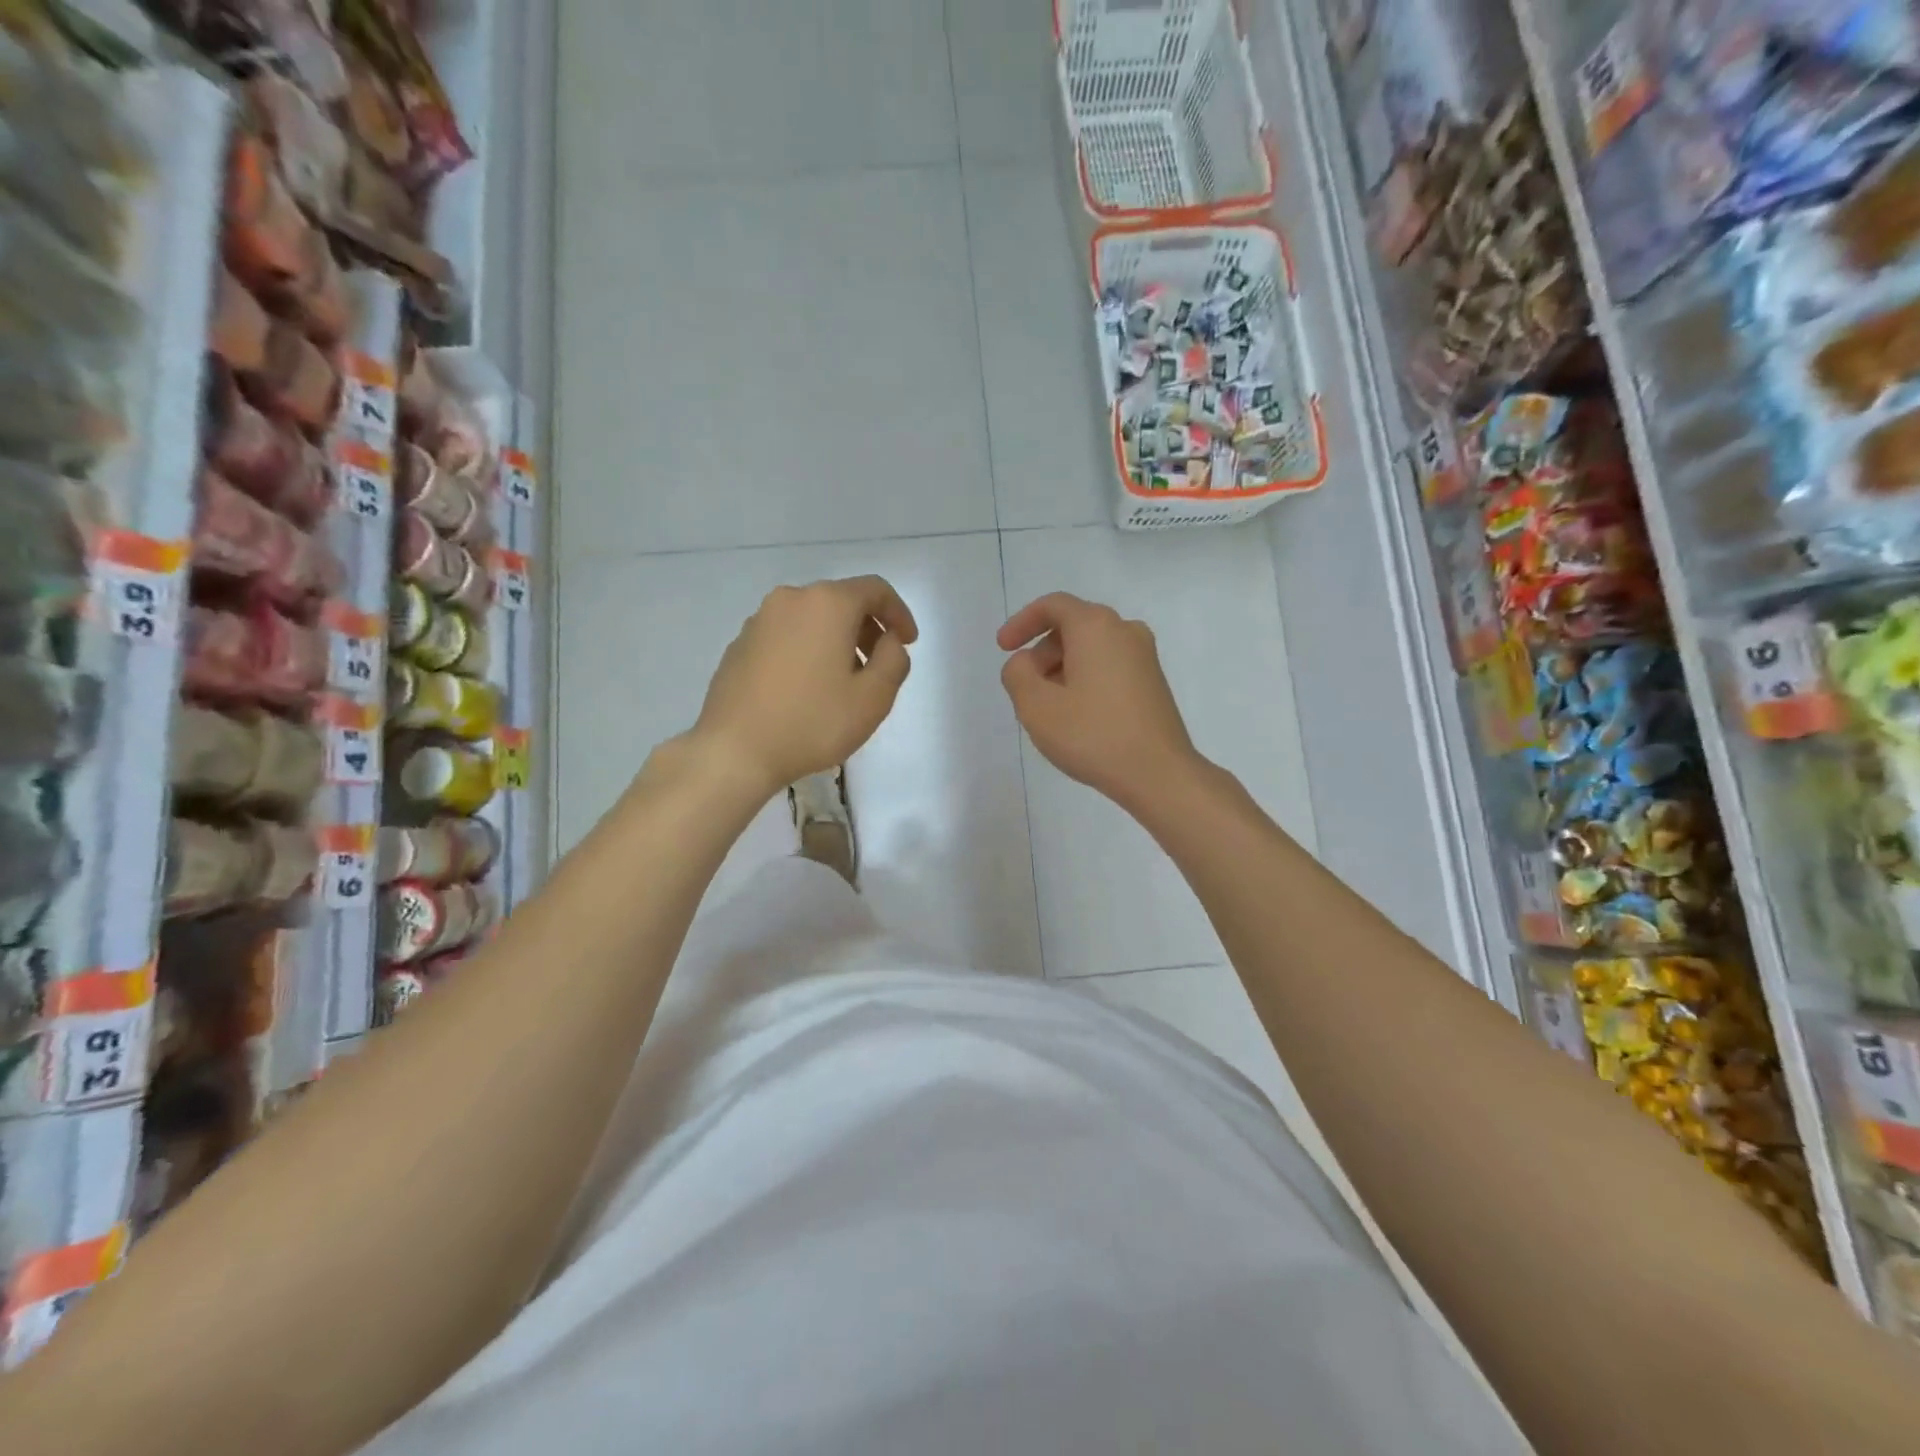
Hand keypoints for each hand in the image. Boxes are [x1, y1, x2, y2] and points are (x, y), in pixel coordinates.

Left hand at [692, 576, 917, 794]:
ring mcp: (759, 621)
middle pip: (841, 601)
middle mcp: (791, 600)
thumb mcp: (873, 698)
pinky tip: (807, 690)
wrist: (734, 750)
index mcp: (827, 604)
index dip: (899, 613)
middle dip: (867, 628)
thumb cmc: (813, 722)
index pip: (875, 590)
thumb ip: (894, 660)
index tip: (908, 643)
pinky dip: (807, 651)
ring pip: (812, 619)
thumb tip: (888, 641)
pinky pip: (786, 637)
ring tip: (843, 683)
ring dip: (836, 641)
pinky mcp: (740, 644)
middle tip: (879, 666)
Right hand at [997, 592, 1199, 811]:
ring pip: (1091, 649)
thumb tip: (1025, 663)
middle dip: (1041, 652)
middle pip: (1072, 626)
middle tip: (1025, 688)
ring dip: (1062, 669)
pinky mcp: (1153, 682)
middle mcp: (1125, 631)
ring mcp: (1145, 657)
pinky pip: (1109, 667)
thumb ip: (1017, 674)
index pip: (1053, 606)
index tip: (1003, 648)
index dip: (1021, 623)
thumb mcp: (1036, 706)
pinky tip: (1076, 716)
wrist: (1158, 774)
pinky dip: (1085, 679)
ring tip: (1048, 708)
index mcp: (1096, 626)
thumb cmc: (1092, 735)